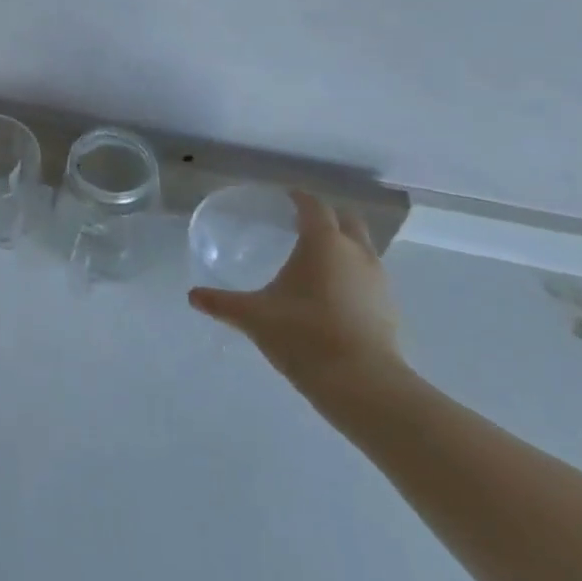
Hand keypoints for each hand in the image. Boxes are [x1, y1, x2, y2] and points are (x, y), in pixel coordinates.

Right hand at [189, 190, 404, 402]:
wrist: (361, 383)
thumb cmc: (303, 334)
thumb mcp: (253, 317)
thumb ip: (222, 303)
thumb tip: (192, 296)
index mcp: (323, 243)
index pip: (314, 206)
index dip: (299, 198)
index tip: (286, 197)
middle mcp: (356, 253)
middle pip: (347, 220)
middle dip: (328, 217)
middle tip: (302, 224)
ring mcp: (378, 280)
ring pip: (363, 248)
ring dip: (344, 246)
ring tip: (317, 259)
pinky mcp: (389, 308)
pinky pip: (369, 277)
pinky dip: (353, 274)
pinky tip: (333, 294)